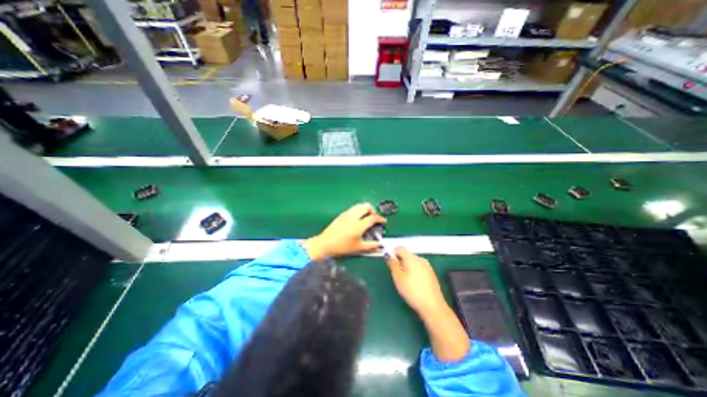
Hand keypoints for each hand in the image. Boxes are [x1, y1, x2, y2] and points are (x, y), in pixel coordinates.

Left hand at [299, 204, 383, 260]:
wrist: (325, 244)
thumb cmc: (342, 247)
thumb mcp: (358, 248)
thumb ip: (371, 245)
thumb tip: (380, 244)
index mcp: (358, 225)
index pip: (372, 218)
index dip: (380, 218)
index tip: (383, 221)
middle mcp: (353, 216)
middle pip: (366, 206)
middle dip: (373, 210)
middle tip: (374, 218)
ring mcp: (346, 214)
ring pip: (359, 205)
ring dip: (365, 209)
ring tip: (367, 218)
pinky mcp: (342, 214)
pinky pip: (353, 208)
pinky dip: (359, 210)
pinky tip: (358, 219)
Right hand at [385, 248, 442, 316]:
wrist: (432, 306)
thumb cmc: (412, 291)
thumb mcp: (398, 278)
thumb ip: (392, 264)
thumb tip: (388, 254)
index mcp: (412, 258)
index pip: (400, 248)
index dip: (393, 252)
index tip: (390, 262)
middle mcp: (421, 259)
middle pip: (407, 254)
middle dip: (400, 260)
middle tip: (396, 273)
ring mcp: (427, 266)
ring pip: (413, 261)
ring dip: (406, 266)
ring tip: (404, 279)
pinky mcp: (431, 274)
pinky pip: (419, 267)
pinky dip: (414, 270)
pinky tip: (413, 283)